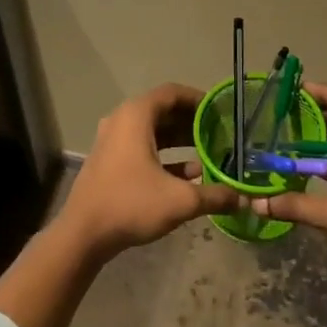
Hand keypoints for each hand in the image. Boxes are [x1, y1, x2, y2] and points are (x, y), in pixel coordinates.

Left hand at [57, 83, 237, 259]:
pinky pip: (142, 147)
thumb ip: (214, 196)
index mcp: (136, 115)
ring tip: (209, 152)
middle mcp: (123, 120)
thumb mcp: (180, 200)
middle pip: (163, 111)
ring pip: (153, 131)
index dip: (199, 99)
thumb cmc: (131, 204)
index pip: (173, 93)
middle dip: (193, 121)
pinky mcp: (110, 161)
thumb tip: (243, 199)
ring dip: (180, 140)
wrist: (83, 234)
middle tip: (220, 133)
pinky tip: (190, 175)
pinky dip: (165, 155)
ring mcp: (113, 141)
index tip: (221, 111)